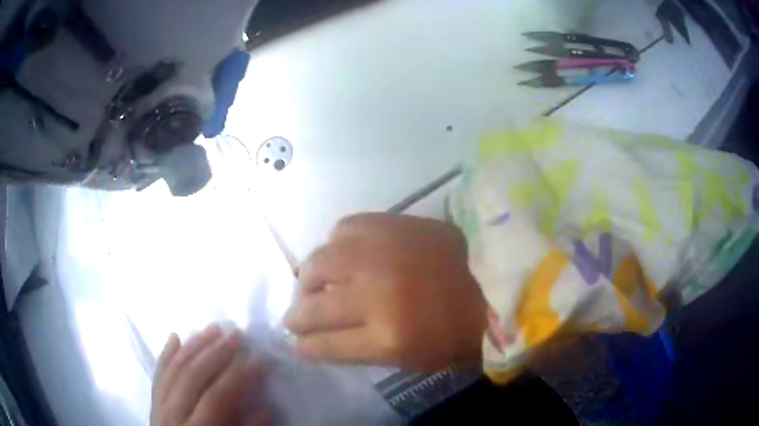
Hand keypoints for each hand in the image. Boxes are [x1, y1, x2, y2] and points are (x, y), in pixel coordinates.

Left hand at [151, 325, 270, 425]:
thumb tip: (266, 408)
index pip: (216, 397)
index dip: (238, 378)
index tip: (260, 361)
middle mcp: (172, 414)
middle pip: (192, 377)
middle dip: (215, 353)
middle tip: (236, 334)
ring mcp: (159, 405)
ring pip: (173, 369)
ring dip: (193, 347)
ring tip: (213, 328)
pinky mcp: (153, 402)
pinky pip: (158, 374)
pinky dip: (166, 354)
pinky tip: (174, 336)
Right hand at [284, 213, 486, 371]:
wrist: (494, 278)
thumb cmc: (456, 329)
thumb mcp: (408, 357)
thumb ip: (357, 350)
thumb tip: (314, 341)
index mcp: (389, 338)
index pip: (323, 345)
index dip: (305, 347)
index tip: (297, 345)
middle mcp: (378, 295)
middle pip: (313, 308)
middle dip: (297, 318)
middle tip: (296, 318)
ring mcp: (383, 254)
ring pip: (317, 265)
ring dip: (306, 281)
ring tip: (311, 286)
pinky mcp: (393, 224)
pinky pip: (343, 229)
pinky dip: (335, 245)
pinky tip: (342, 254)